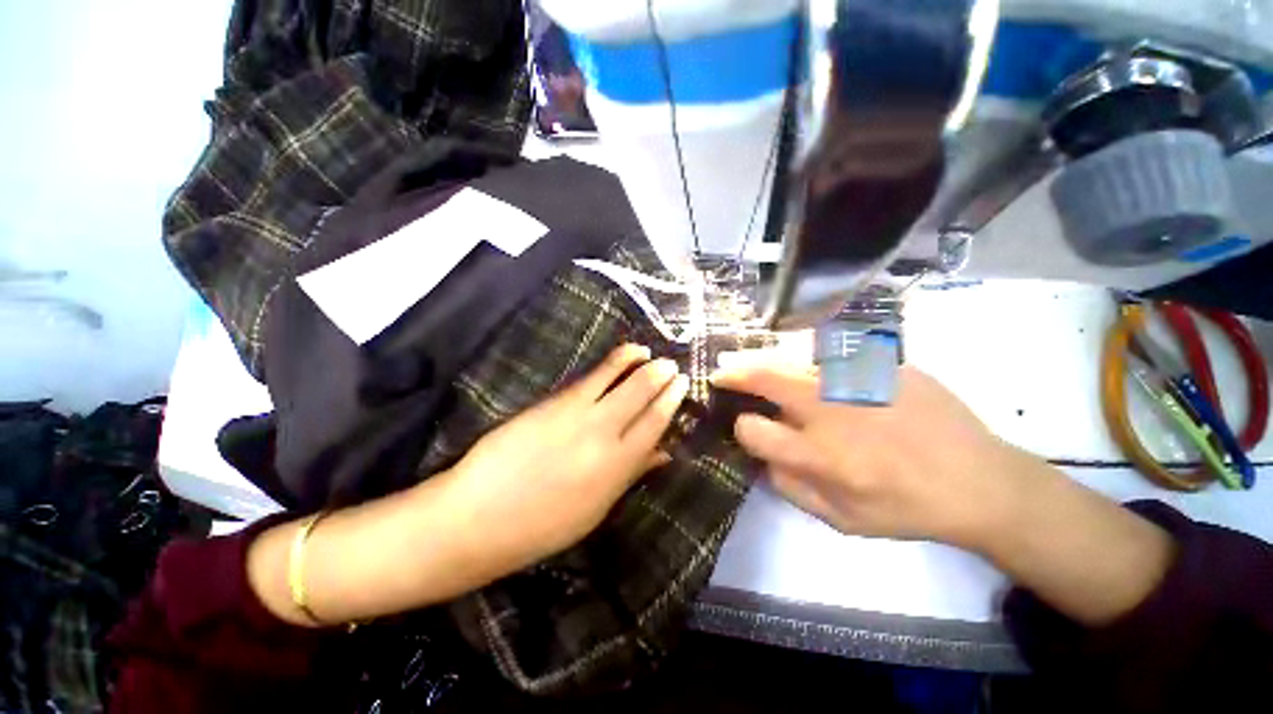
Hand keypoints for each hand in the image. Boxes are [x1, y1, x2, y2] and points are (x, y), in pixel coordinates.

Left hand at [437, 344, 688, 576]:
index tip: (682, 384)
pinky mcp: (555, 401)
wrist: (480, 517)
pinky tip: (620, 356)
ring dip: (637, 361)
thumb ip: (632, 475)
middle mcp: (604, 434)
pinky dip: (611, 362)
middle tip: (672, 365)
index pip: (654, 423)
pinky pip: (591, 376)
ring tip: (649, 352)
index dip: (671, 400)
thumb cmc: (543, 524)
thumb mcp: (596, 509)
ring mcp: (578, 413)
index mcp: (618, 467)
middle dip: (660, 376)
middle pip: (641, 394)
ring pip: (618, 377)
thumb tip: (664, 452)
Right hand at [711, 364, 1022, 549]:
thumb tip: (763, 456)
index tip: (750, 428)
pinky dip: (814, 361)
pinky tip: (820, 372)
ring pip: (795, 360)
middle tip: (722, 371)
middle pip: (765, 377)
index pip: (753, 429)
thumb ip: (790, 488)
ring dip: (770, 364)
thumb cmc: (906, 508)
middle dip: (735, 373)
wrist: (981, 481)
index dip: (743, 428)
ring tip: (761, 368)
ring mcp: (860, 379)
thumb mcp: (842, 521)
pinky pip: (835, 356)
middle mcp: (832, 410)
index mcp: (820, 454)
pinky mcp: (885, 364)